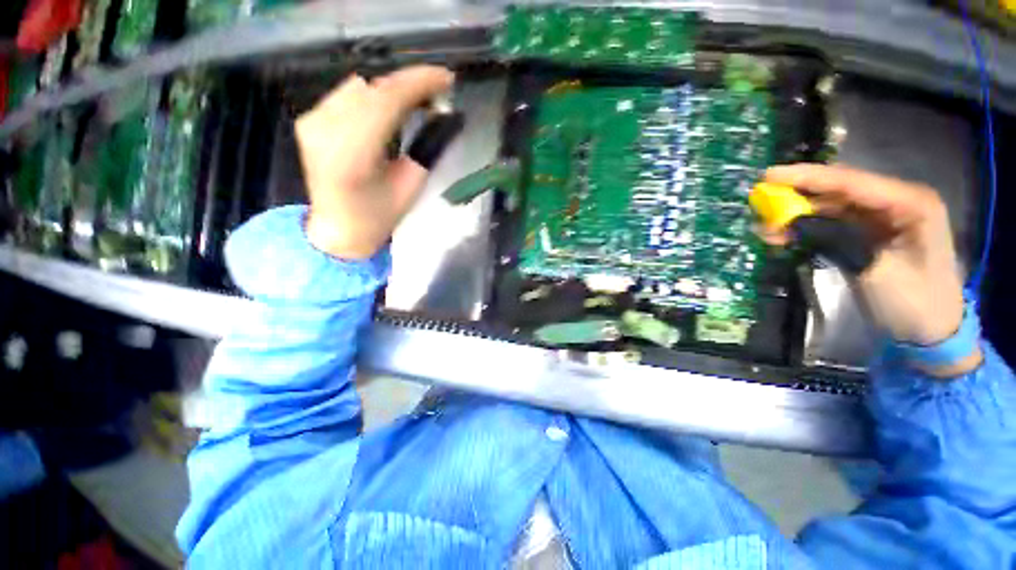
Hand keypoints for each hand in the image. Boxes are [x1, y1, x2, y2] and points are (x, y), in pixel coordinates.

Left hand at [296, 66, 454, 258]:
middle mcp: (324, 130)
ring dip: (392, 90)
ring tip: (417, 101)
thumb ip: (424, 149)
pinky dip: (374, 96)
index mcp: (352, 156)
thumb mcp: (410, 187)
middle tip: (437, 90)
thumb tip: (442, 116)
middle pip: (372, 88)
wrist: (338, 229)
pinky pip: (347, 95)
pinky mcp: (309, 119)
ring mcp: (312, 122)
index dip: (418, 84)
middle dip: (409, 84)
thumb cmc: (378, 216)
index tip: (446, 79)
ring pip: (360, 87)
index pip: (385, 101)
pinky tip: (389, 108)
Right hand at [763, 164, 980, 374]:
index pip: (851, 182)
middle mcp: (895, 203)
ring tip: (764, 227)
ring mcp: (880, 221)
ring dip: (796, 216)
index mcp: (910, 203)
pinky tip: (781, 237)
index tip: (768, 176)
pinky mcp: (866, 237)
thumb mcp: (874, 269)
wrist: (928, 335)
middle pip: (838, 191)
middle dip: (797, 196)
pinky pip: (830, 226)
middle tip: (760, 202)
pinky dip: (804, 231)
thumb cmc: (913, 303)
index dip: (808, 177)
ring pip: (829, 209)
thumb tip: (791, 222)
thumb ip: (834, 238)